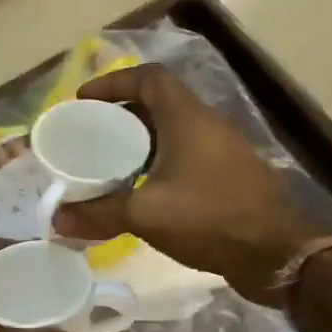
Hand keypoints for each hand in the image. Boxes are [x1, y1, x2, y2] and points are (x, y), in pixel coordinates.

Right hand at [51, 65, 323, 303]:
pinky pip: (183, 156)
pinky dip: (156, 162)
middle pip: (157, 103)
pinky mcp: (226, 176)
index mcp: (187, 118)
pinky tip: (138, 190)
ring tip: (106, 162)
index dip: (114, 82)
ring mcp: (220, 151)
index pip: (148, 78)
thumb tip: (56, 218)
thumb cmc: (209, 218)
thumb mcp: (146, 214)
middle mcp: (206, 125)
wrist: (275, 254)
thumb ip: (99, 213)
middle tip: (88, 133)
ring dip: (138, 141)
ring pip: (171, 131)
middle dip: (119, 114)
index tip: (84, 100)